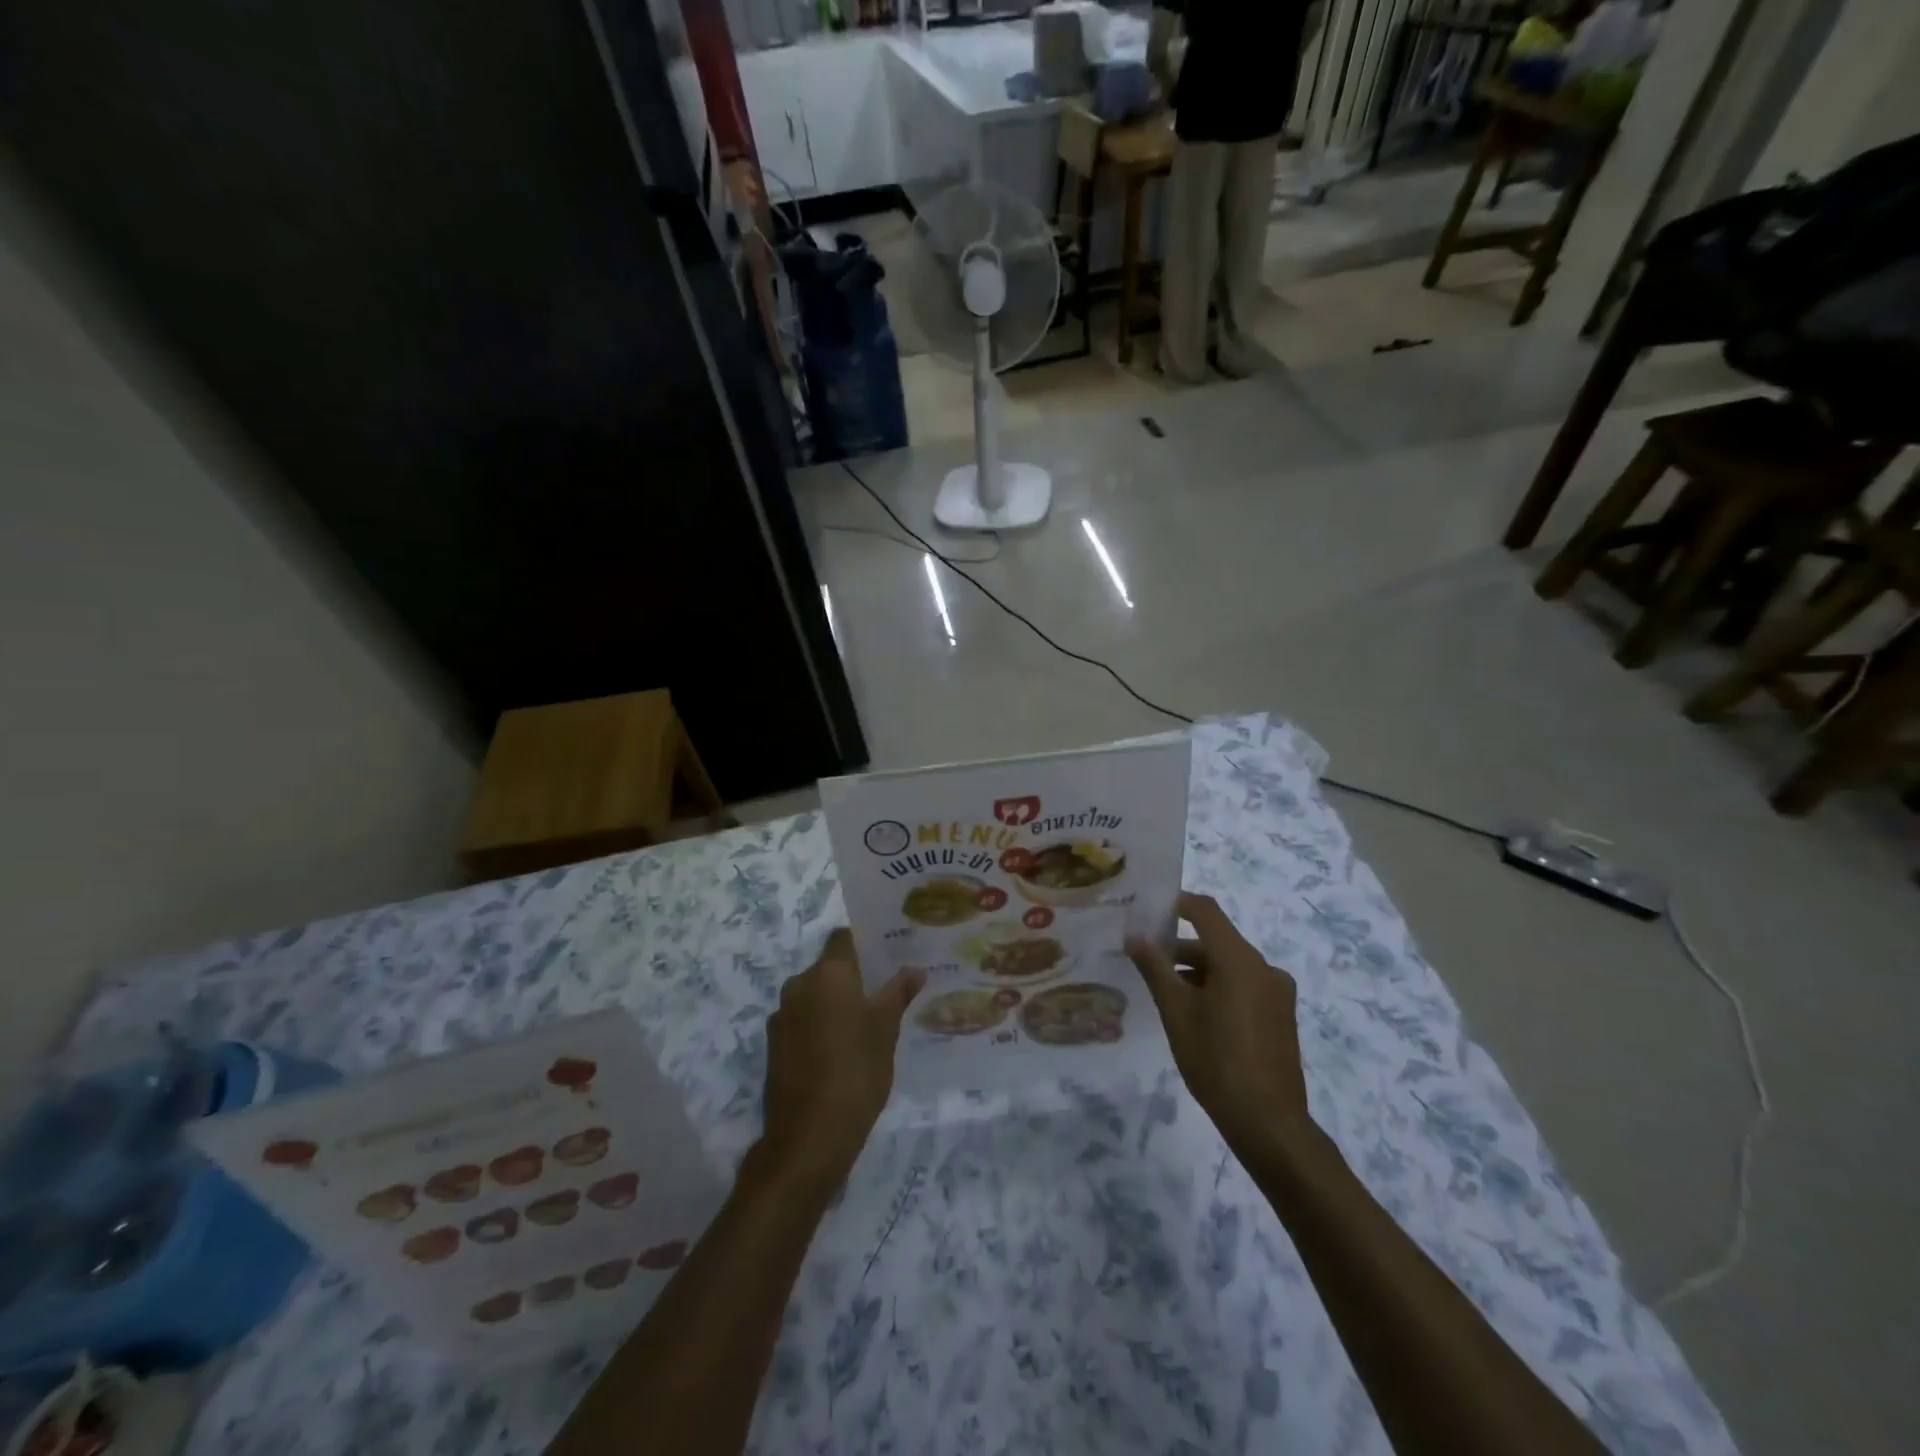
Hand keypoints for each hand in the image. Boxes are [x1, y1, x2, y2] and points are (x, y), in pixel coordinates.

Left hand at [757, 930, 922, 1193]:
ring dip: (836, 1002)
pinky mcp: (774, 1045)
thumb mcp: (886, 1029)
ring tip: (867, 1022)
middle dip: (854, 976)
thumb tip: (914, 969)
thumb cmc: (856, 1071)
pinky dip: (821, 1025)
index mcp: (826, 973)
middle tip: (885, 990)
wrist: (809, 1137)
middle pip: (828, 967)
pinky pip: (803, 1021)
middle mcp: (798, 985)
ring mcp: (781, 1016)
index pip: (843, 938)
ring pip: (815, 996)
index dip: (864, 941)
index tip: (887, 951)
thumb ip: (898, 993)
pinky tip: (842, 1048)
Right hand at [1127, 893, 1311, 1155]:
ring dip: (1198, 969)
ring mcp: (1277, 992)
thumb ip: (1155, 968)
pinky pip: (1245, 985)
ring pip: (1230, 965)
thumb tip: (1135, 936)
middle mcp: (1264, 967)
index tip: (1148, 910)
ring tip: (1165, 990)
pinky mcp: (1281, 1015)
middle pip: (1217, 940)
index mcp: (1240, 960)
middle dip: (1180, 945)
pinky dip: (1219, 987)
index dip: (1177, 904)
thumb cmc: (1215, 1061)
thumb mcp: (1176, 1012)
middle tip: (1146, 957)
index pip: (1206, 911)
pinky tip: (1196, 1013)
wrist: (1268, 1122)